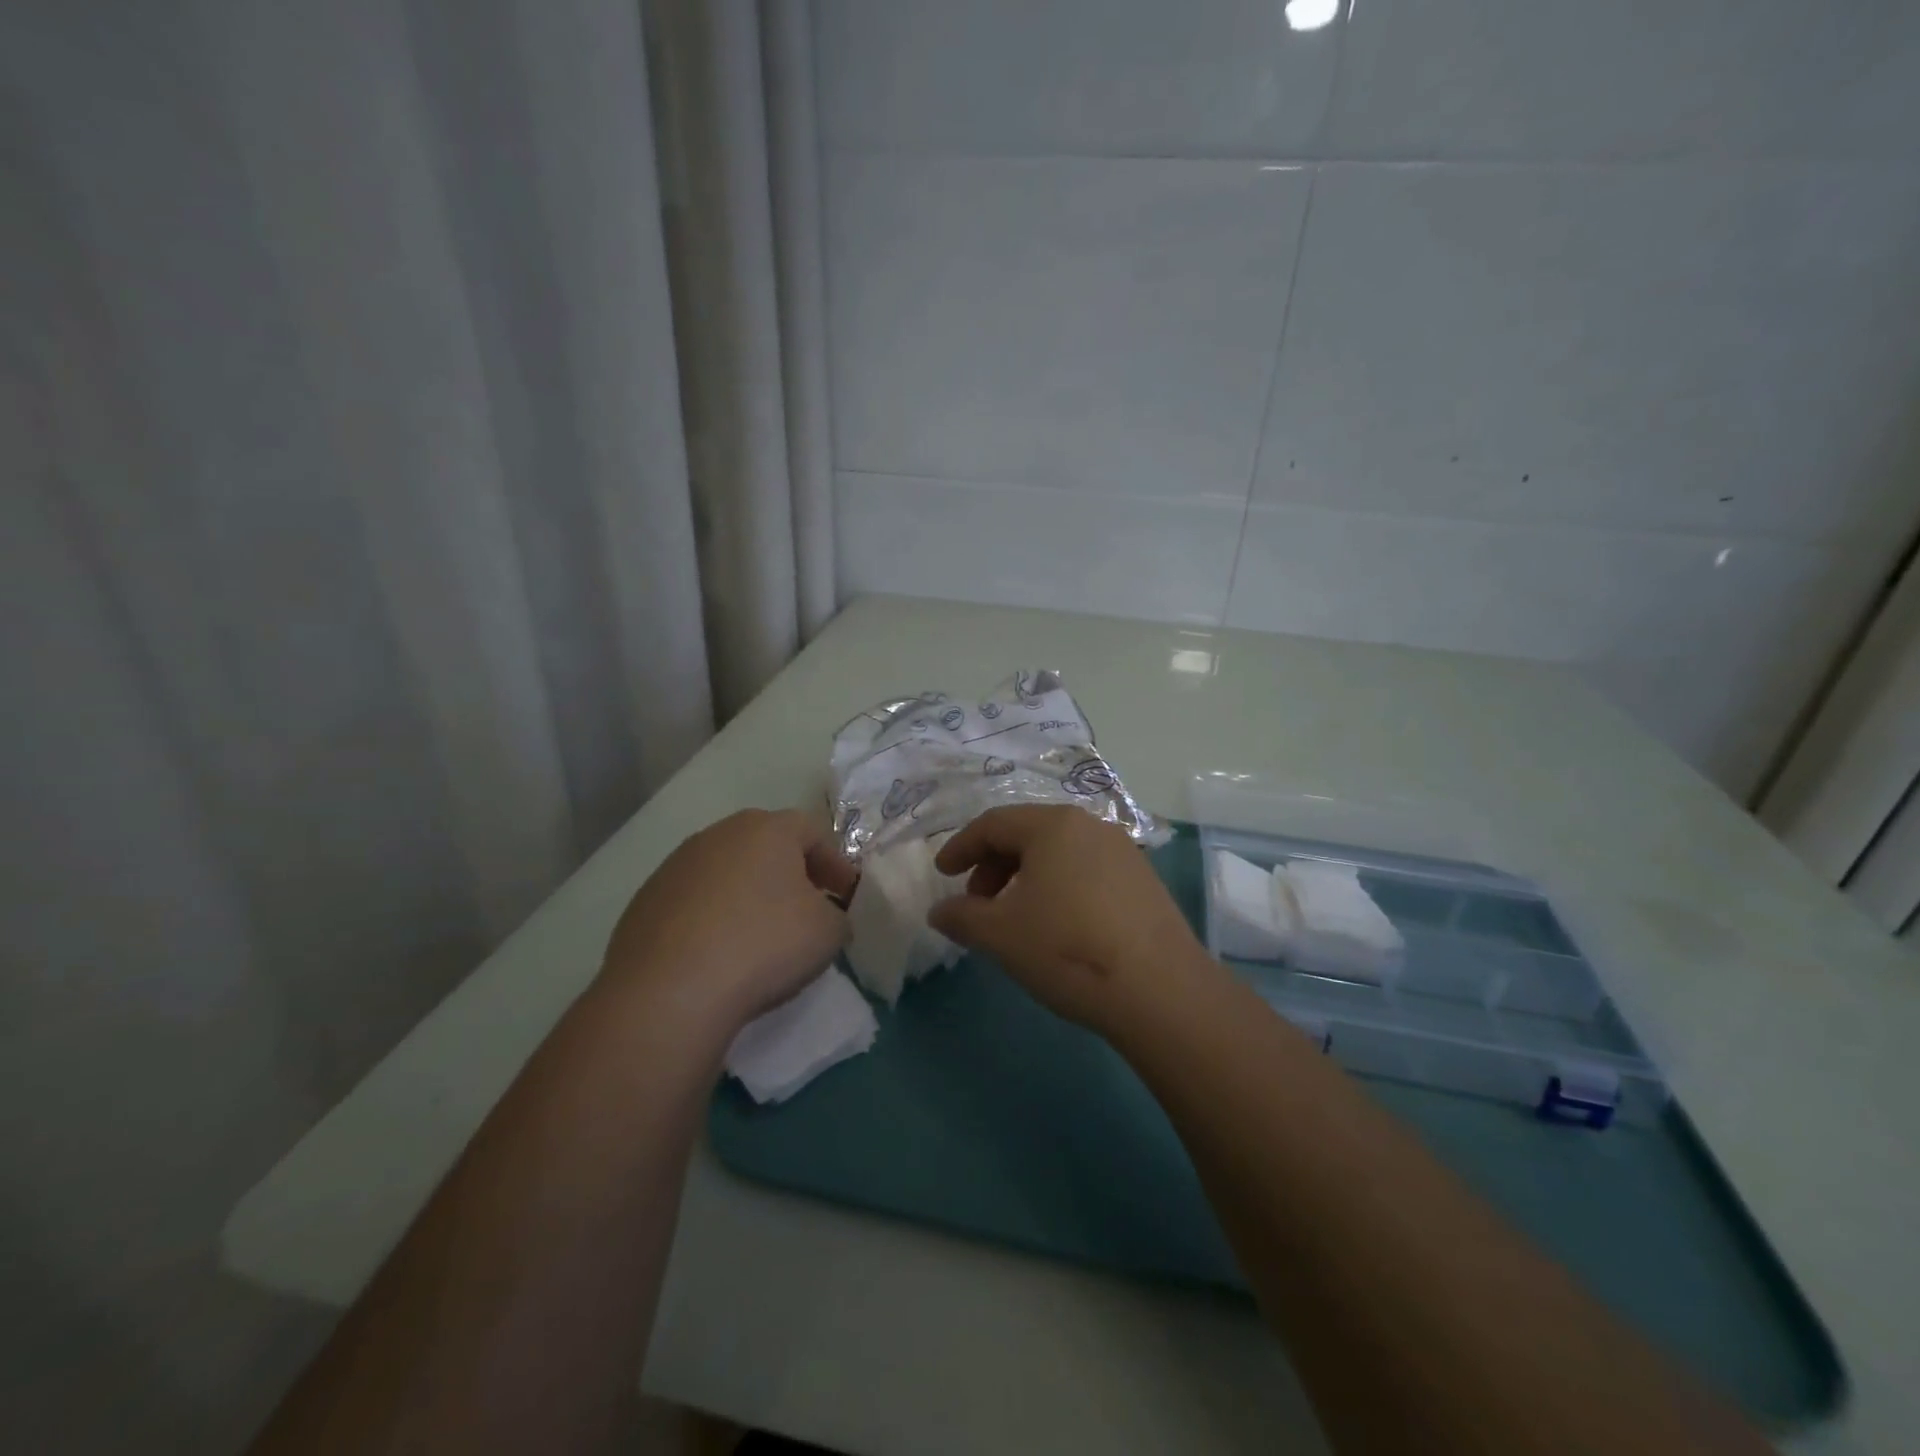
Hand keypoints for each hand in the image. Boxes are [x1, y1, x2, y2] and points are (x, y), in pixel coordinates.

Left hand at [600, 809, 856, 1036]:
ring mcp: (676, 865)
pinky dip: (714, 917)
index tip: (846, 897)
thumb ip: (837, 915)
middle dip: (791, 874)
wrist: (670, 992)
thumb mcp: (829, 933)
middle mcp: (719, 834)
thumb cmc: (764, 945)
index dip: (835, 863)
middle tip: (808, 908)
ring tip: (760, 934)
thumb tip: (826, 916)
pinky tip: (719, 952)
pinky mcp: (646, 900)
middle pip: (766, 845)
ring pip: (727, 871)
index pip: (813, 832)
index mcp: (767, 829)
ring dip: (749, 894)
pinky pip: (695, 901)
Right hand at [928, 805, 1210, 1030]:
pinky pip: (1086, 870)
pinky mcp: (1144, 880)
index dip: (960, 847)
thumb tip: (939, 911)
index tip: (942, 873)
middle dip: (993, 865)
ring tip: (1015, 917)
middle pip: (1027, 834)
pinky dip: (1059, 887)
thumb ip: (961, 916)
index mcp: (1052, 825)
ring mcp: (1123, 851)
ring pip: (1059, 853)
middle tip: (977, 903)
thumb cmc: (1067, 949)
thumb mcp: (1000, 935)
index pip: (993, 824)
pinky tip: (1058, 925)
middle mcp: (1090, 826)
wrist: (1160, 990)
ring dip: (1025, 878)